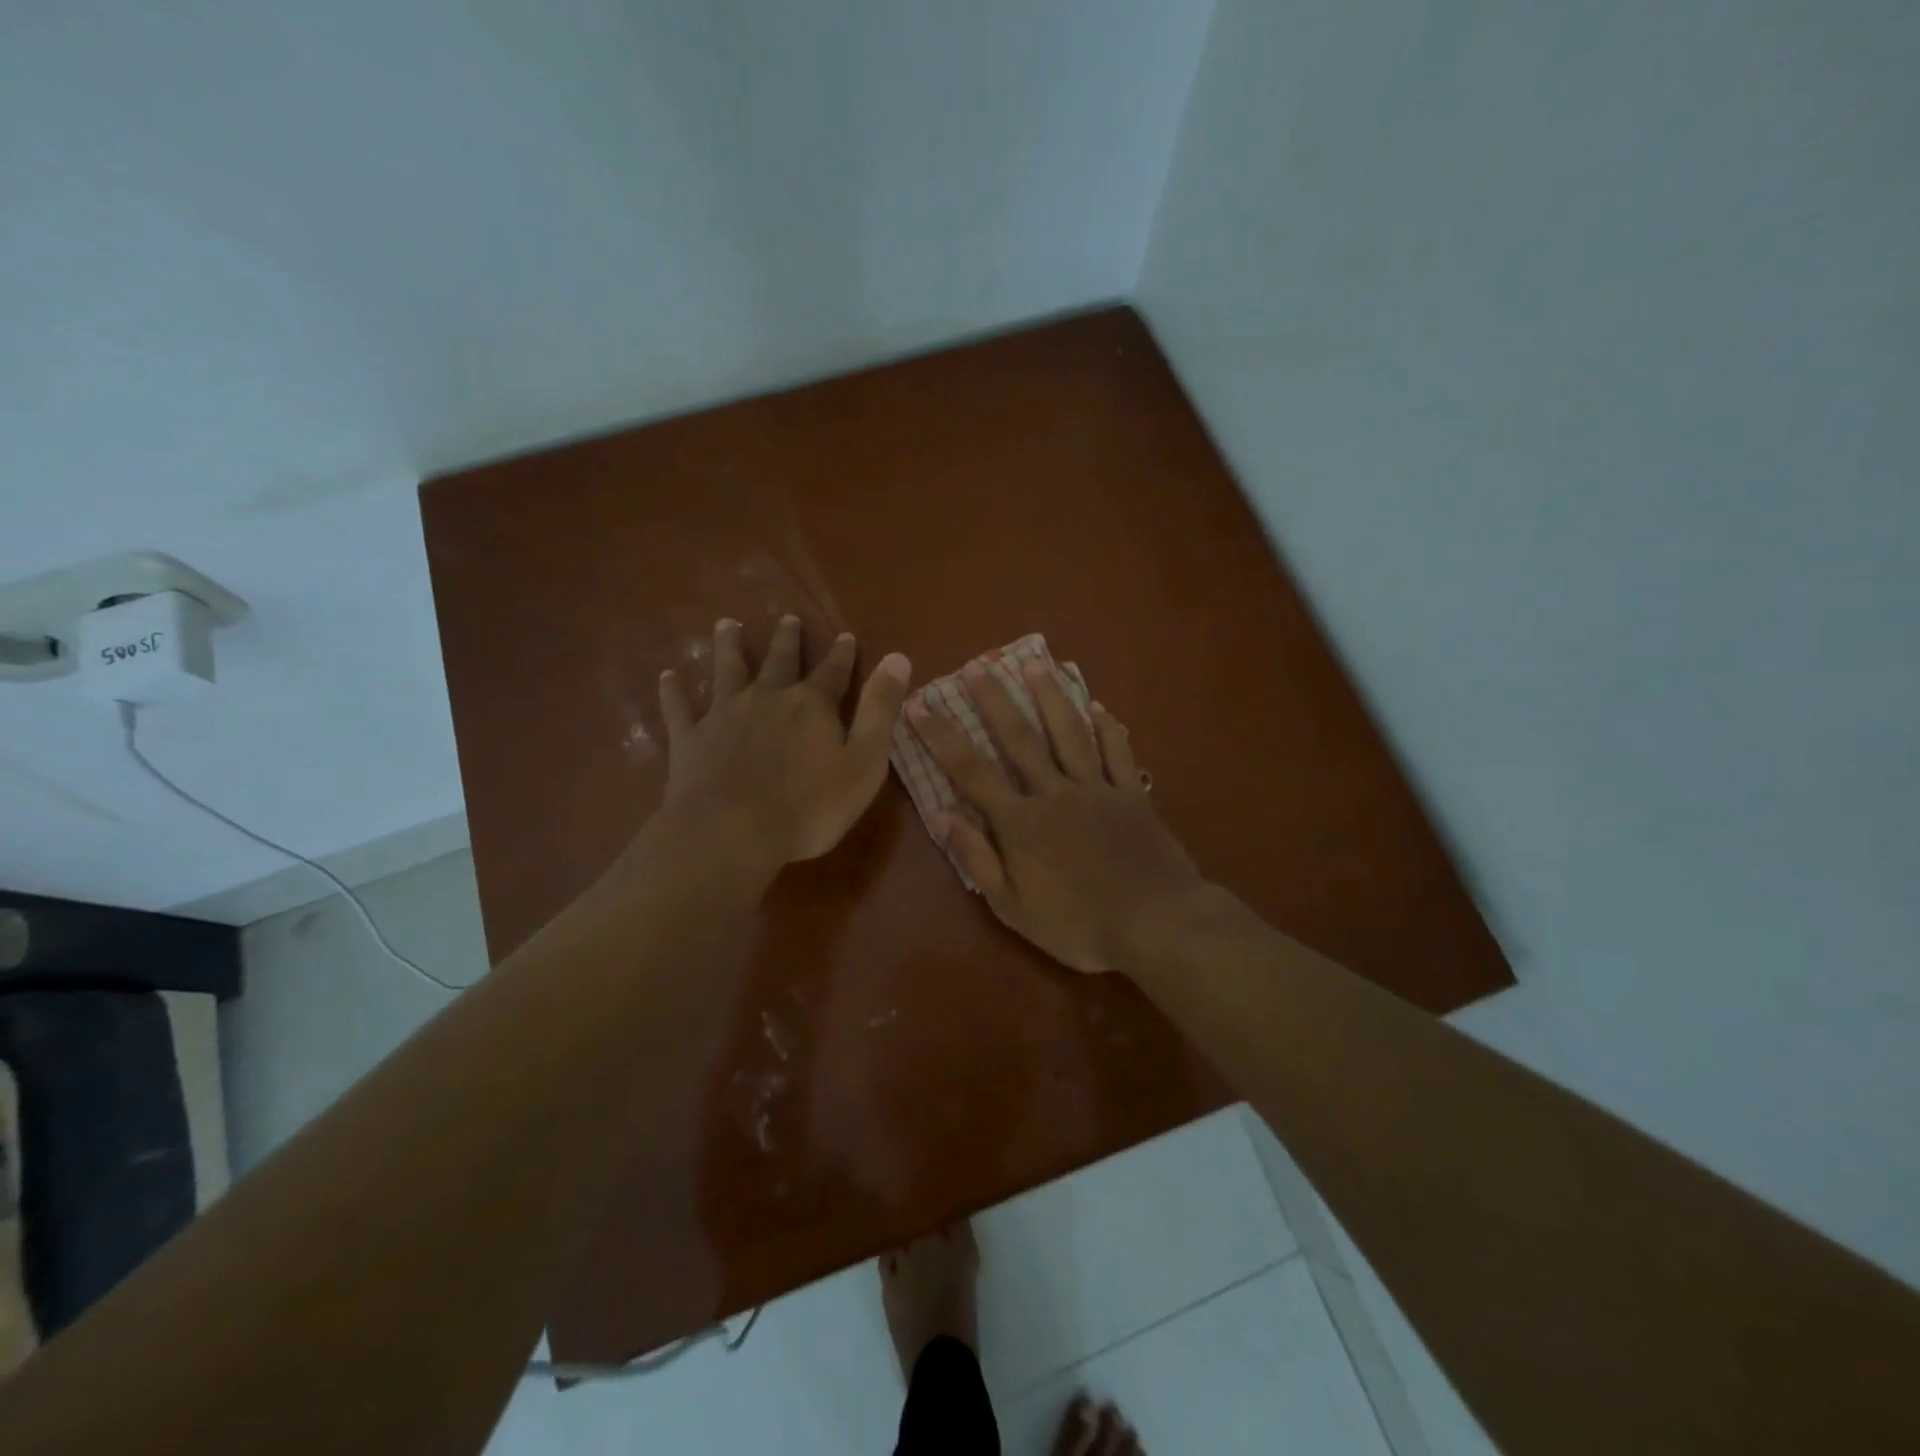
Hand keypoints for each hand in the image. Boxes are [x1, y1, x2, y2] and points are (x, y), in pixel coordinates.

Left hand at [658, 616, 911, 871]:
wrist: (732, 832)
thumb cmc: (809, 806)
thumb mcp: (863, 762)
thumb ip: (880, 709)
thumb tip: (898, 658)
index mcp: (811, 706)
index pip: (833, 672)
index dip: (841, 654)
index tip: (844, 635)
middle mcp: (768, 698)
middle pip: (779, 661)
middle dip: (787, 640)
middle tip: (788, 618)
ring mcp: (724, 714)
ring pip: (726, 670)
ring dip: (728, 646)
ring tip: (726, 624)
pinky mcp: (690, 737)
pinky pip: (679, 708)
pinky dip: (674, 691)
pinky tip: (668, 676)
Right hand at [908, 657, 1204, 973]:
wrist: (1157, 925)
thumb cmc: (1079, 926)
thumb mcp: (1014, 908)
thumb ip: (979, 860)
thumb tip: (944, 816)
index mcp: (1021, 822)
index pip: (971, 771)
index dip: (942, 736)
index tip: (919, 704)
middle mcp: (1055, 792)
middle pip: (1020, 738)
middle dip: (995, 700)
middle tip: (978, 665)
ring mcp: (1098, 788)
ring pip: (1070, 732)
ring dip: (1050, 696)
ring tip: (1035, 663)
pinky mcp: (1133, 794)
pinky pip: (1118, 752)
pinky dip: (1108, 727)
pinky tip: (1098, 705)